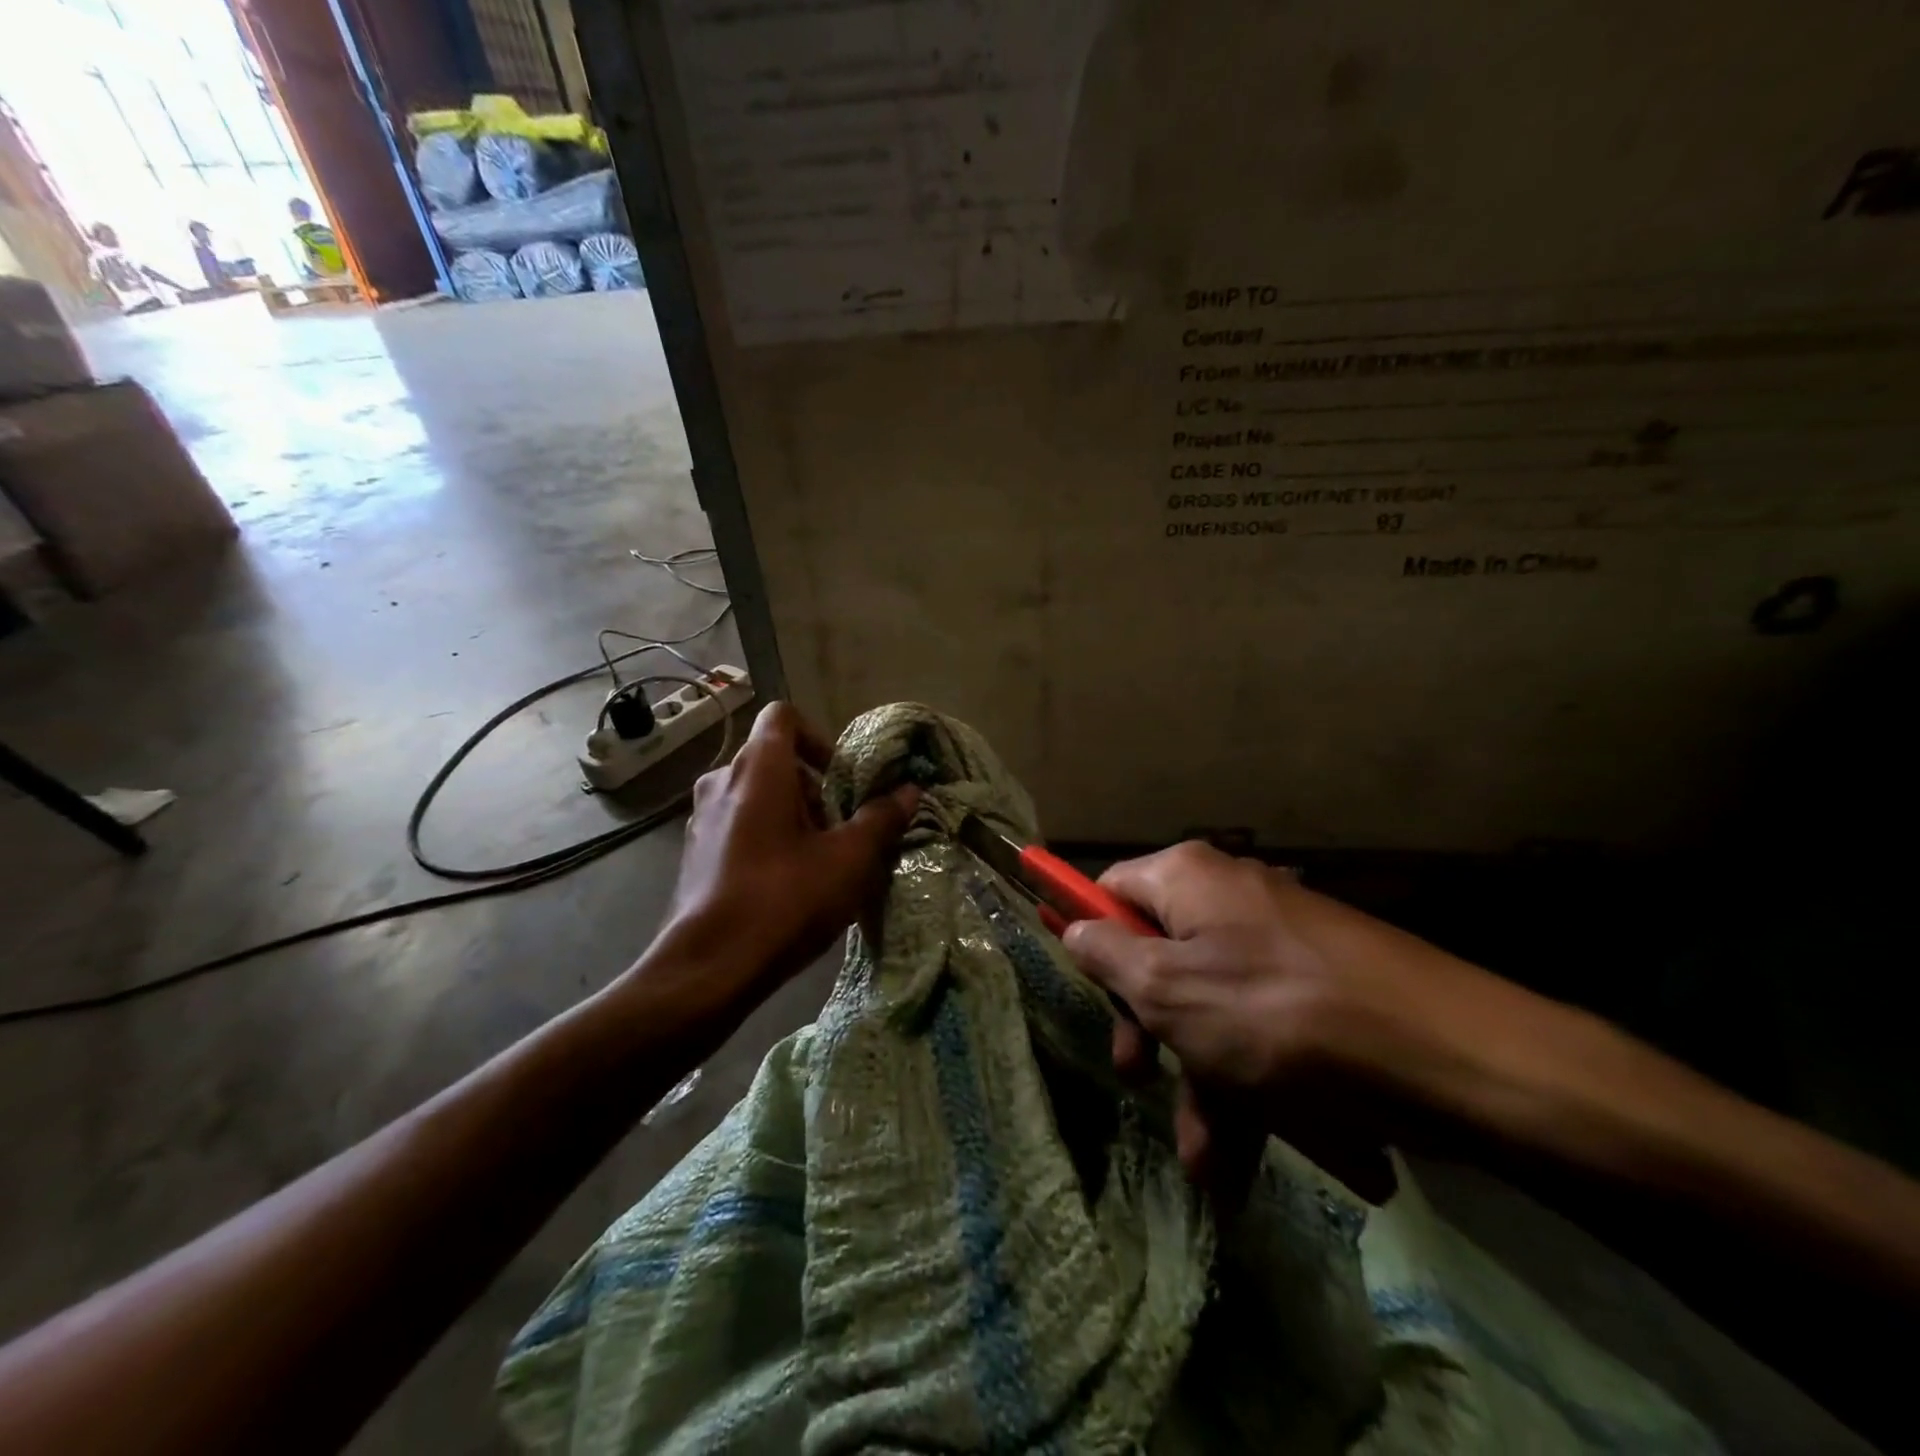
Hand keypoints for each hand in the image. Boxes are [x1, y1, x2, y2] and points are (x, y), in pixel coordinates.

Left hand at [652, 702, 918, 1010]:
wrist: (708, 968)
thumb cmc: (784, 899)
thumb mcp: (849, 860)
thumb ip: (881, 819)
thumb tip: (910, 791)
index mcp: (758, 768)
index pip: (783, 716)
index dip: (818, 737)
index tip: (841, 778)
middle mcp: (722, 781)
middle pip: (775, 760)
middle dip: (814, 788)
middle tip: (841, 830)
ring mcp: (702, 817)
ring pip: (757, 795)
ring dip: (793, 816)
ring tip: (819, 861)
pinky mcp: (695, 852)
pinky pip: (739, 824)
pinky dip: (767, 837)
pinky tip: (787, 883)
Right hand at [1063, 842, 1559, 1200]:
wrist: (1455, 1058)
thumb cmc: (1280, 1017)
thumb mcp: (1169, 992)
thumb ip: (1109, 957)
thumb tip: (1076, 929)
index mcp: (1189, 879)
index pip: (1110, 889)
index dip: (1083, 928)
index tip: (1070, 972)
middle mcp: (1232, 898)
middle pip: (1161, 956)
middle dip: (1151, 1032)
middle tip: (1139, 1081)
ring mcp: (1282, 943)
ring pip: (1215, 1008)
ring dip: (1206, 1084)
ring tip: (1214, 1164)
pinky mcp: (1324, 986)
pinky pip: (1266, 1029)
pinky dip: (1257, 1085)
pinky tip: (1264, 1152)